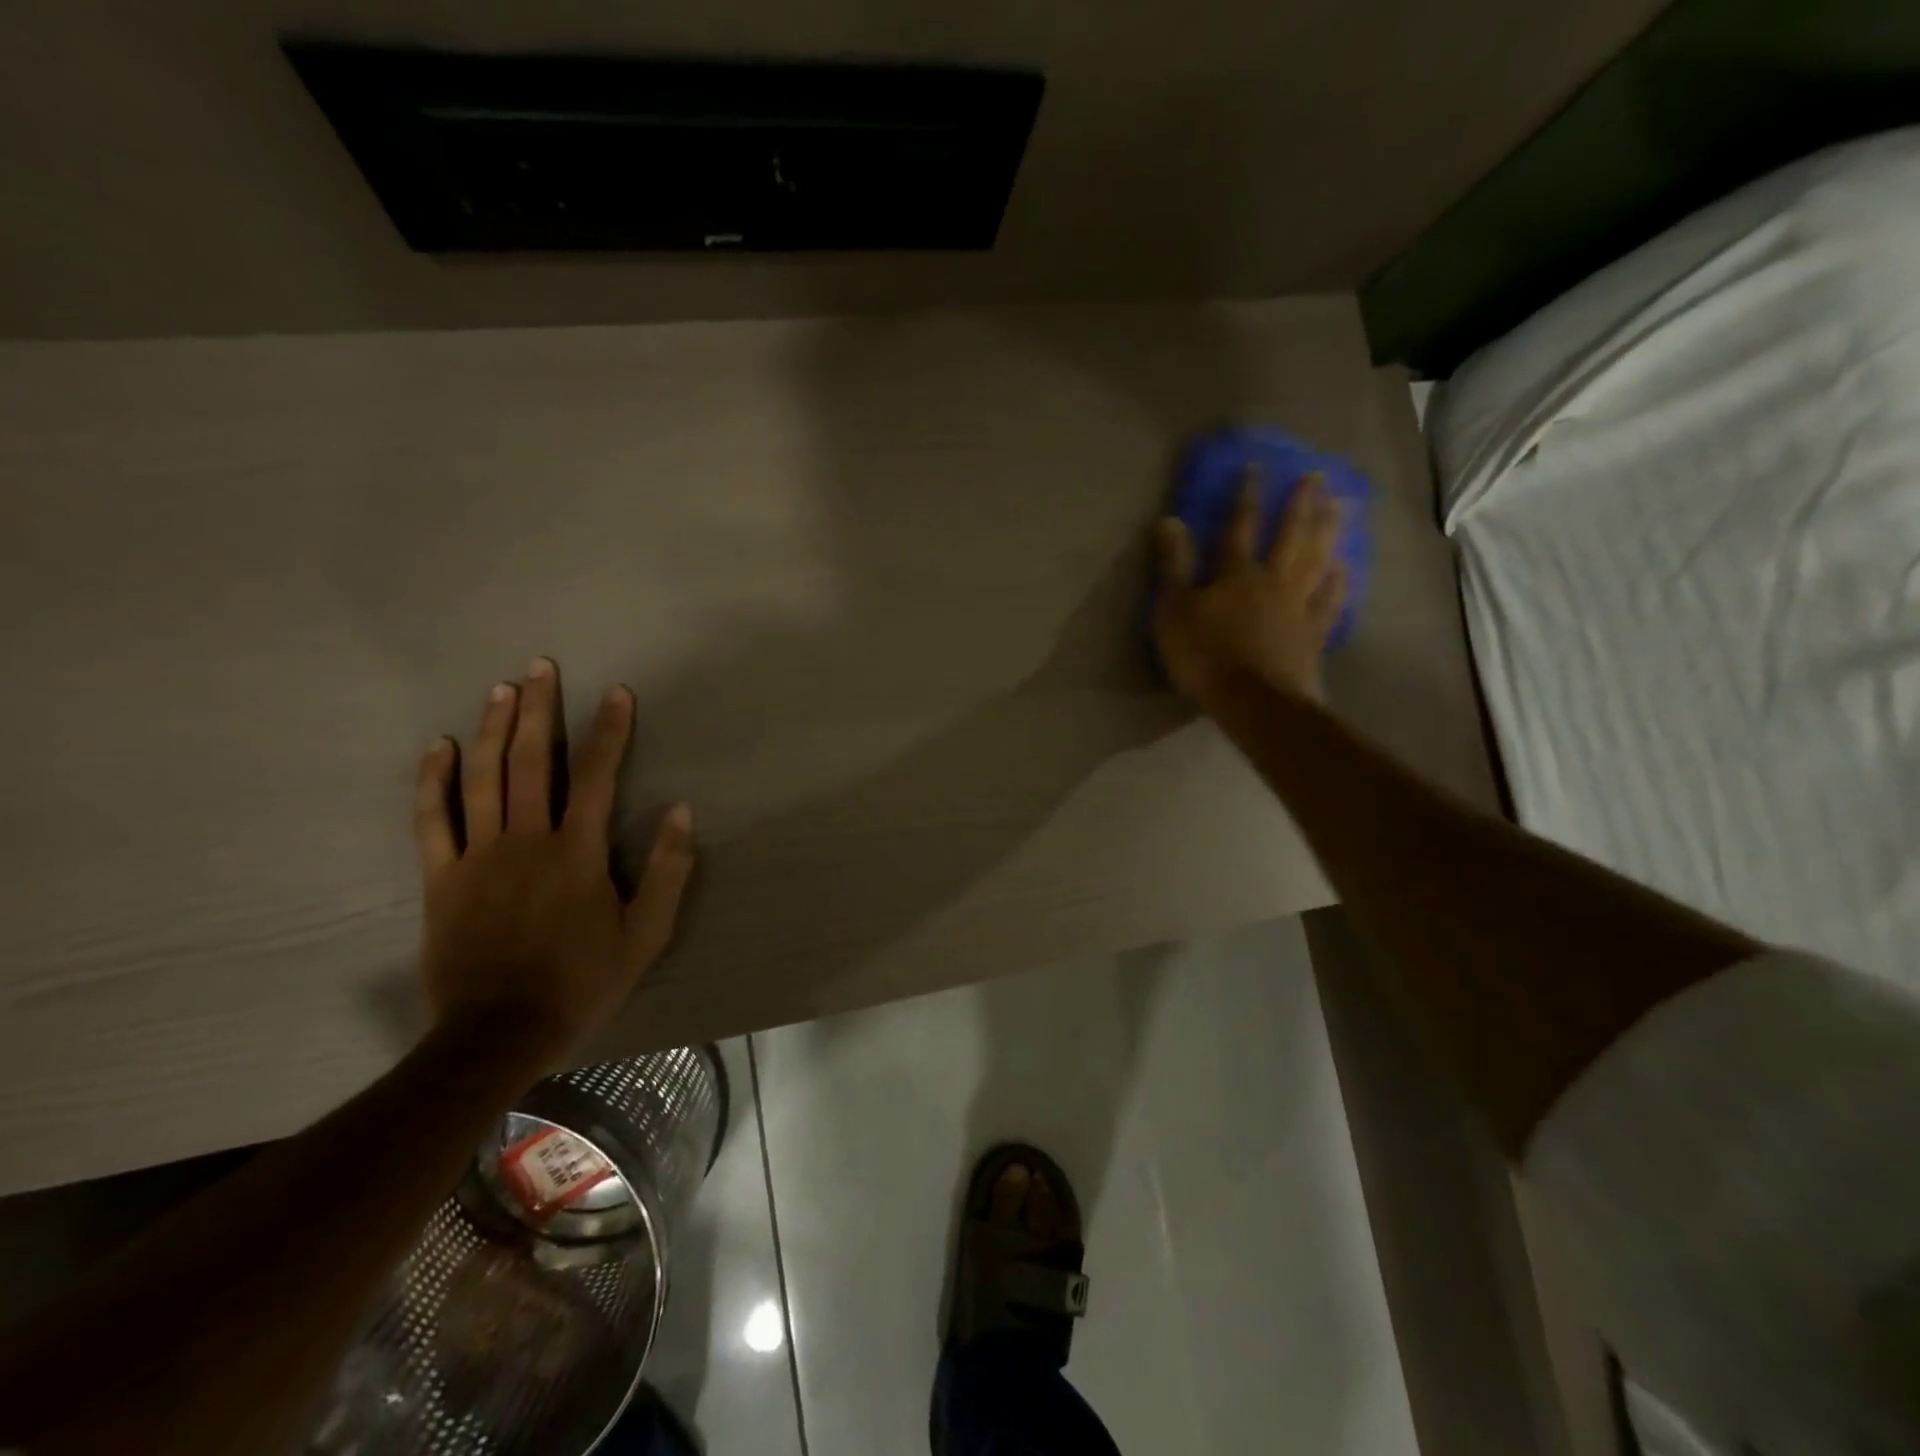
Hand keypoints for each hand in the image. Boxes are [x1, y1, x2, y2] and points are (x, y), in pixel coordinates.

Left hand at [413, 659, 694, 1061]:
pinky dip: (434, 780)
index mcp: (577, 852)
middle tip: (541, 666)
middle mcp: (525, 840)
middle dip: (539, 709)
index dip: (608, 730)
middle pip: (531, 761)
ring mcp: (477, 856)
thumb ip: (668, 870)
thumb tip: (682, 811)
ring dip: (493, 728)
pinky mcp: (441, 878)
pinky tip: (440, 747)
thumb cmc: (583, 981)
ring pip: (482, 778)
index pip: (595, 775)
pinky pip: (432, 819)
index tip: (617, 693)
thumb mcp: (647, 934)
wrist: (499, 1033)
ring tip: (502, 688)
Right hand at [1151, 471, 1346, 707]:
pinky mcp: (1312, 633)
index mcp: (1235, 574)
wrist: (1253, 701)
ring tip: (1342, 505)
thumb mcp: (1173, 611)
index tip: (1256, 467)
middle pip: (1291, 535)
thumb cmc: (1205, 656)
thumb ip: (1173, 566)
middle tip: (1317, 475)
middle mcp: (1272, 580)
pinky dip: (1339, 582)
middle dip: (1301, 504)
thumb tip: (1169, 520)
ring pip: (1317, 560)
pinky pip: (1330, 601)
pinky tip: (1346, 566)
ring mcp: (1297, 606)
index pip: (1239, 526)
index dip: (1246, 496)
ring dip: (1329, 531)